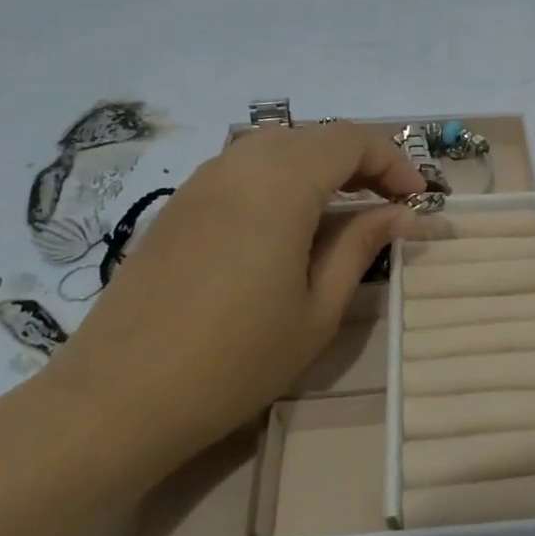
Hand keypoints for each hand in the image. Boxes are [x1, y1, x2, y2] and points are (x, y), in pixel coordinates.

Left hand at [43, 123, 421, 483]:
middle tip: (387, 203)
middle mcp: (240, 165)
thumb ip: (361, 246)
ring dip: (319, 165)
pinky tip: (286, 222)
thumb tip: (400, 214)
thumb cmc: (234, 359)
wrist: (117, 398)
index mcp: (281, 184)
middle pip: (315, 137)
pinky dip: (280, 177)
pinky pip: (242, 167)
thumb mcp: (317, 309)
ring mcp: (202, 181)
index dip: (392, 162)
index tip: (417, 199)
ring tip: (342, 208)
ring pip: (277, 146)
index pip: (351, 141)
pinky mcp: (178, 204)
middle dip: (360, 160)